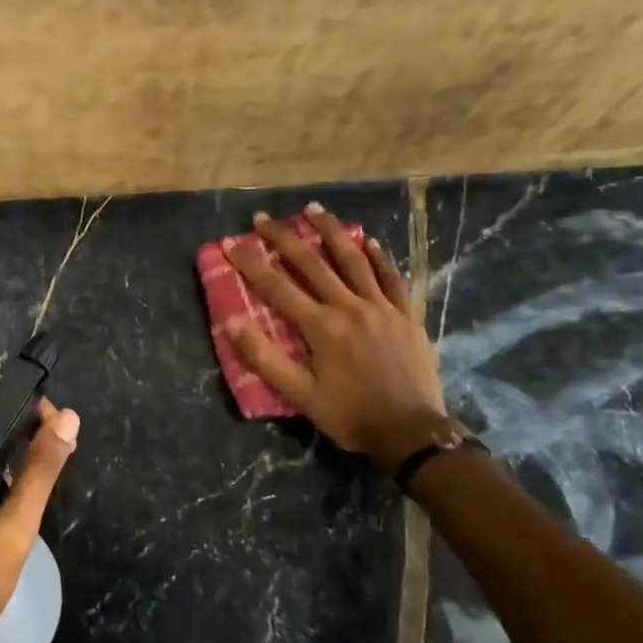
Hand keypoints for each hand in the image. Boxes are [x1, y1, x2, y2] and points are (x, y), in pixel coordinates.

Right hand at [225, 203, 446, 464]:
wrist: (412, 433)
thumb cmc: (351, 416)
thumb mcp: (300, 395)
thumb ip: (264, 358)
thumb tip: (230, 322)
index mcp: (322, 327)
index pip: (277, 287)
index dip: (251, 263)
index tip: (231, 242)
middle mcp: (350, 307)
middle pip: (312, 263)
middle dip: (284, 238)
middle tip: (263, 217)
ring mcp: (382, 308)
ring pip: (354, 260)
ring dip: (331, 232)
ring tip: (314, 209)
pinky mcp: (406, 315)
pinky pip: (391, 278)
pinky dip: (378, 257)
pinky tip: (369, 241)